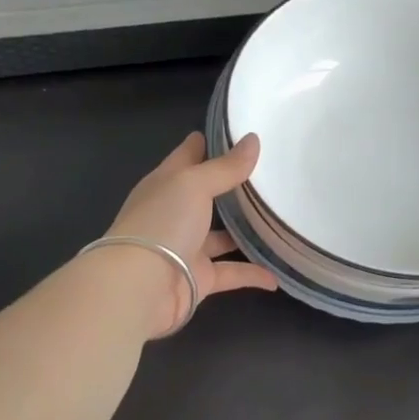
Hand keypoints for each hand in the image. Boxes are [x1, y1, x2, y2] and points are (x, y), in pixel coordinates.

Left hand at [104, 131, 277, 337]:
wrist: (139, 289)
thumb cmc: (162, 223)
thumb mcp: (194, 184)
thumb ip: (225, 167)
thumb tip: (253, 140)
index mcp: (166, 183)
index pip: (189, 155)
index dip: (211, 142)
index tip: (241, 131)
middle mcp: (175, 213)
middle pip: (207, 195)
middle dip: (234, 186)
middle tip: (272, 173)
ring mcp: (186, 247)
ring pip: (221, 236)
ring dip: (245, 231)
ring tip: (280, 219)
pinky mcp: (198, 279)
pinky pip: (231, 273)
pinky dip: (252, 274)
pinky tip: (277, 275)